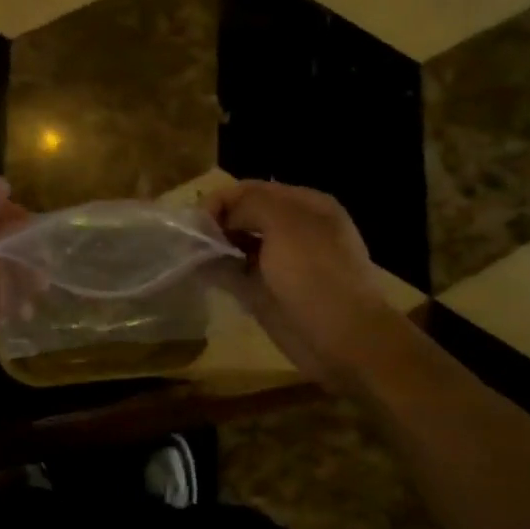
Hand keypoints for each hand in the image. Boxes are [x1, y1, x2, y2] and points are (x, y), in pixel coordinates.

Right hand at [203, 180, 407, 391]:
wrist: (343, 338)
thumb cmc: (316, 273)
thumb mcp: (285, 223)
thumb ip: (249, 206)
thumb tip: (220, 217)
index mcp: (305, 206)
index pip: (254, 189)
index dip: (223, 198)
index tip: (196, 217)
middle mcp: (292, 230)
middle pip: (243, 216)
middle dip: (215, 222)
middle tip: (188, 237)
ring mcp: (279, 264)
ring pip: (237, 246)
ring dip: (212, 246)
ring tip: (186, 253)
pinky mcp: (266, 294)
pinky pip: (234, 275)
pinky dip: (215, 271)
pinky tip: (196, 271)